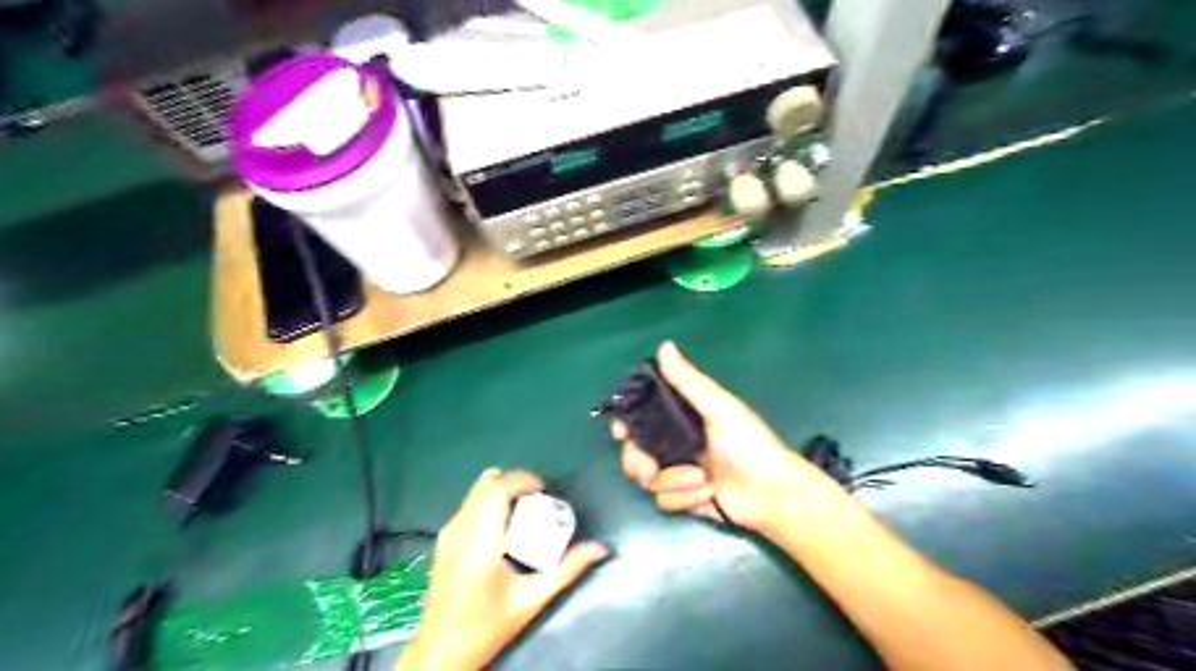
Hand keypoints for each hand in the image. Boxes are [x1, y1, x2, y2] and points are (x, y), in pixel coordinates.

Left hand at [402, 470, 606, 666]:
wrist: (439, 652)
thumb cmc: (486, 627)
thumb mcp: (531, 600)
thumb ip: (567, 570)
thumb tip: (600, 548)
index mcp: (479, 542)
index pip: (497, 489)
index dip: (523, 480)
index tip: (546, 491)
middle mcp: (459, 530)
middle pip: (486, 482)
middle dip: (516, 482)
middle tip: (539, 501)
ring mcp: (447, 532)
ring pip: (476, 491)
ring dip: (503, 491)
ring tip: (525, 513)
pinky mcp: (443, 539)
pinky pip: (470, 504)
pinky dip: (491, 502)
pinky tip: (505, 529)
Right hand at [617, 344, 839, 532]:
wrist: (771, 493)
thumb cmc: (749, 443)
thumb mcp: (719, 407)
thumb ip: (688, 381)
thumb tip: (664, 346)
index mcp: (681, 416)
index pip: (641, 415)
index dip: (625, 422)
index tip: (622, 432)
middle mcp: (673, 441)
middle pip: (633, 450)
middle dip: (639, 462)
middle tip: (649, 470)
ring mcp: (677, 470)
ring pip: (646, 478)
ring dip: (673, 482)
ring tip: (699, 481)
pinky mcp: (682, 496)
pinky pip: (663, 500)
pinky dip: (684, 498)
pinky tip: (707, 493)